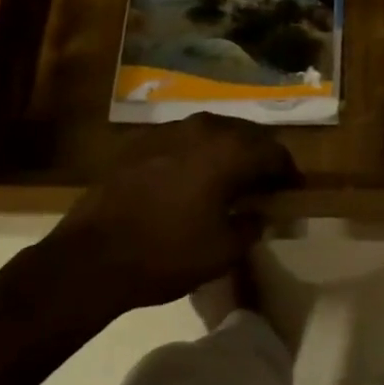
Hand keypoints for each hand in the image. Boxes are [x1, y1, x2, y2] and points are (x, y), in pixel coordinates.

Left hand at [14, 119, 298, 319]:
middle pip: (246, 134)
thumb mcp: (223, 250)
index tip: (292, 192)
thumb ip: (253, 225)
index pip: (275, 151)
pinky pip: (184, 140)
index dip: (288, 172)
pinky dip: (198, 155)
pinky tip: (191, 181)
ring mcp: (170, 130)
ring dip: (228, 152)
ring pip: (214, 133)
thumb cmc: (167, 253)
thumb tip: (263, 213)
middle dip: (260, 157)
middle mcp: (204, 127)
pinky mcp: (142, 141)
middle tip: (264, 184)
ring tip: (229, 181)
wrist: (91, 256)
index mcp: (230, 149)